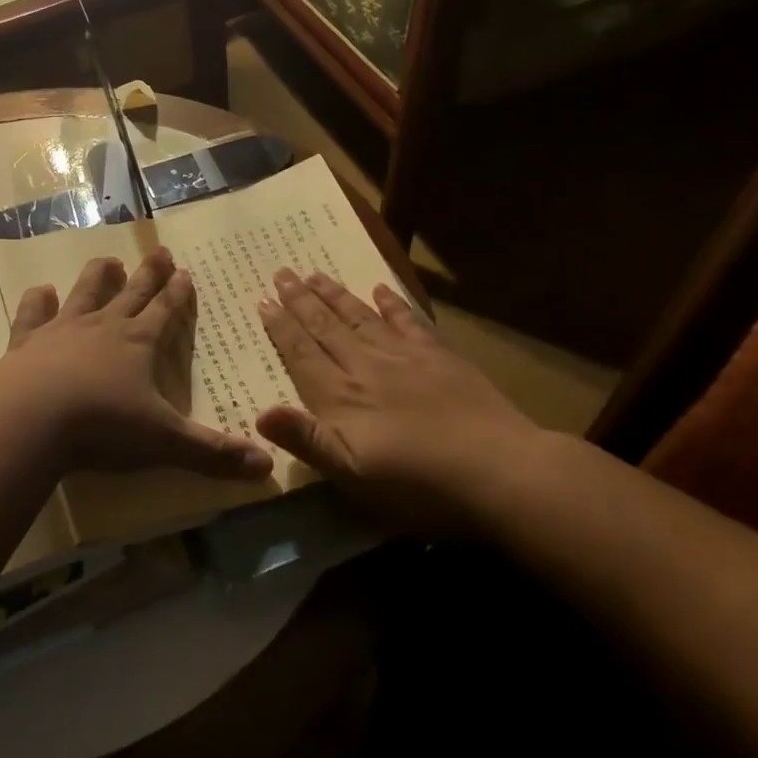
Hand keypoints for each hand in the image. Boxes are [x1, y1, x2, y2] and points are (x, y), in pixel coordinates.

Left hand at [0, 248, 272, 480]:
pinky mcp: (25, 343)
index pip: (165, 312)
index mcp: (138, 344)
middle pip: (131, 293)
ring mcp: (61, 331)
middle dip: (148, 274)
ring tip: (107, 260)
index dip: (177, 294)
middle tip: (159, 251)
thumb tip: (266, 466)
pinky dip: (37, 302)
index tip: (185, 271)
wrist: (29, 420)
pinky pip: (33, 315)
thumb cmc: (102, 426)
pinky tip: (40, 291)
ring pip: (85, 293)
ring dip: (97, 276)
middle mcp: (102, 328)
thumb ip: (213, 453)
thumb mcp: (165, 442)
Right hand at [255, 269, 545, 531]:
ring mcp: (405, 358)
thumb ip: (306, 440)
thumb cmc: (417, 485)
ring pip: (360, 318)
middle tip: (282, 272)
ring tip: (315, 274)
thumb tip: (259, 413)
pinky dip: (391, 303)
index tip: (263, 300)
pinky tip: (380, 289)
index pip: (302, 354)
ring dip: (335, 295)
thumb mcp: (352, 475)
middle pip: (326, 327)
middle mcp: (366, 367)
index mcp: (341, 397)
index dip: (281, 328)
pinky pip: (407, 321)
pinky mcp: (439, 358)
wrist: (498, 470)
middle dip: (301, 300)